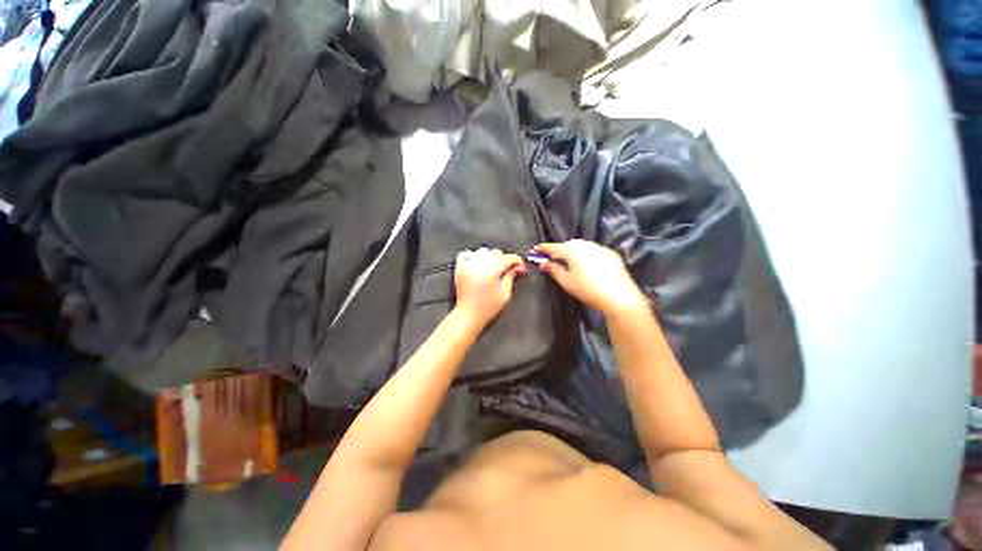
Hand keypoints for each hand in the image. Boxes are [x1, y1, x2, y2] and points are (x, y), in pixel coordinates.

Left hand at [454, 248, 525, 328]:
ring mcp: (468, 264)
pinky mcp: (460, 267)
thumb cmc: (488, 307)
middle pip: (496, 252)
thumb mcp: (505, 294)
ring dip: (490, 257)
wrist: (468, 315)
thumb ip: (510, 277)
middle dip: (504, 260)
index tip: (520, 268)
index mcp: (492, 270)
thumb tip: (516, 268)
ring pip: (483, 251)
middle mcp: (480, 264)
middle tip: (507, 270)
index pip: (508, 258)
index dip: (517, 261)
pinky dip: (473, 256)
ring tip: (492, 268)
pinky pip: (466, 254)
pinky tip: (477, 264)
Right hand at [533, 240, 645, 313]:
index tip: (535, 249)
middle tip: (551, 257)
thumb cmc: (587, 289)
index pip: (553, 247)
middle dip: (559, 249)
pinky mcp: (610, 253)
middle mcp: (585, 245)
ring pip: (581, 246)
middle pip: (568, 245)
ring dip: (572, 251)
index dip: (543, 249)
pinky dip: (585, 254)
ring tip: (568, 260)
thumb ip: (553, 270)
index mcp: (572, 250)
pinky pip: (593, 250)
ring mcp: (599, 248)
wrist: (619, 296)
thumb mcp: (566, 281)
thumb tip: (543, 263)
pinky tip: (586, 263)